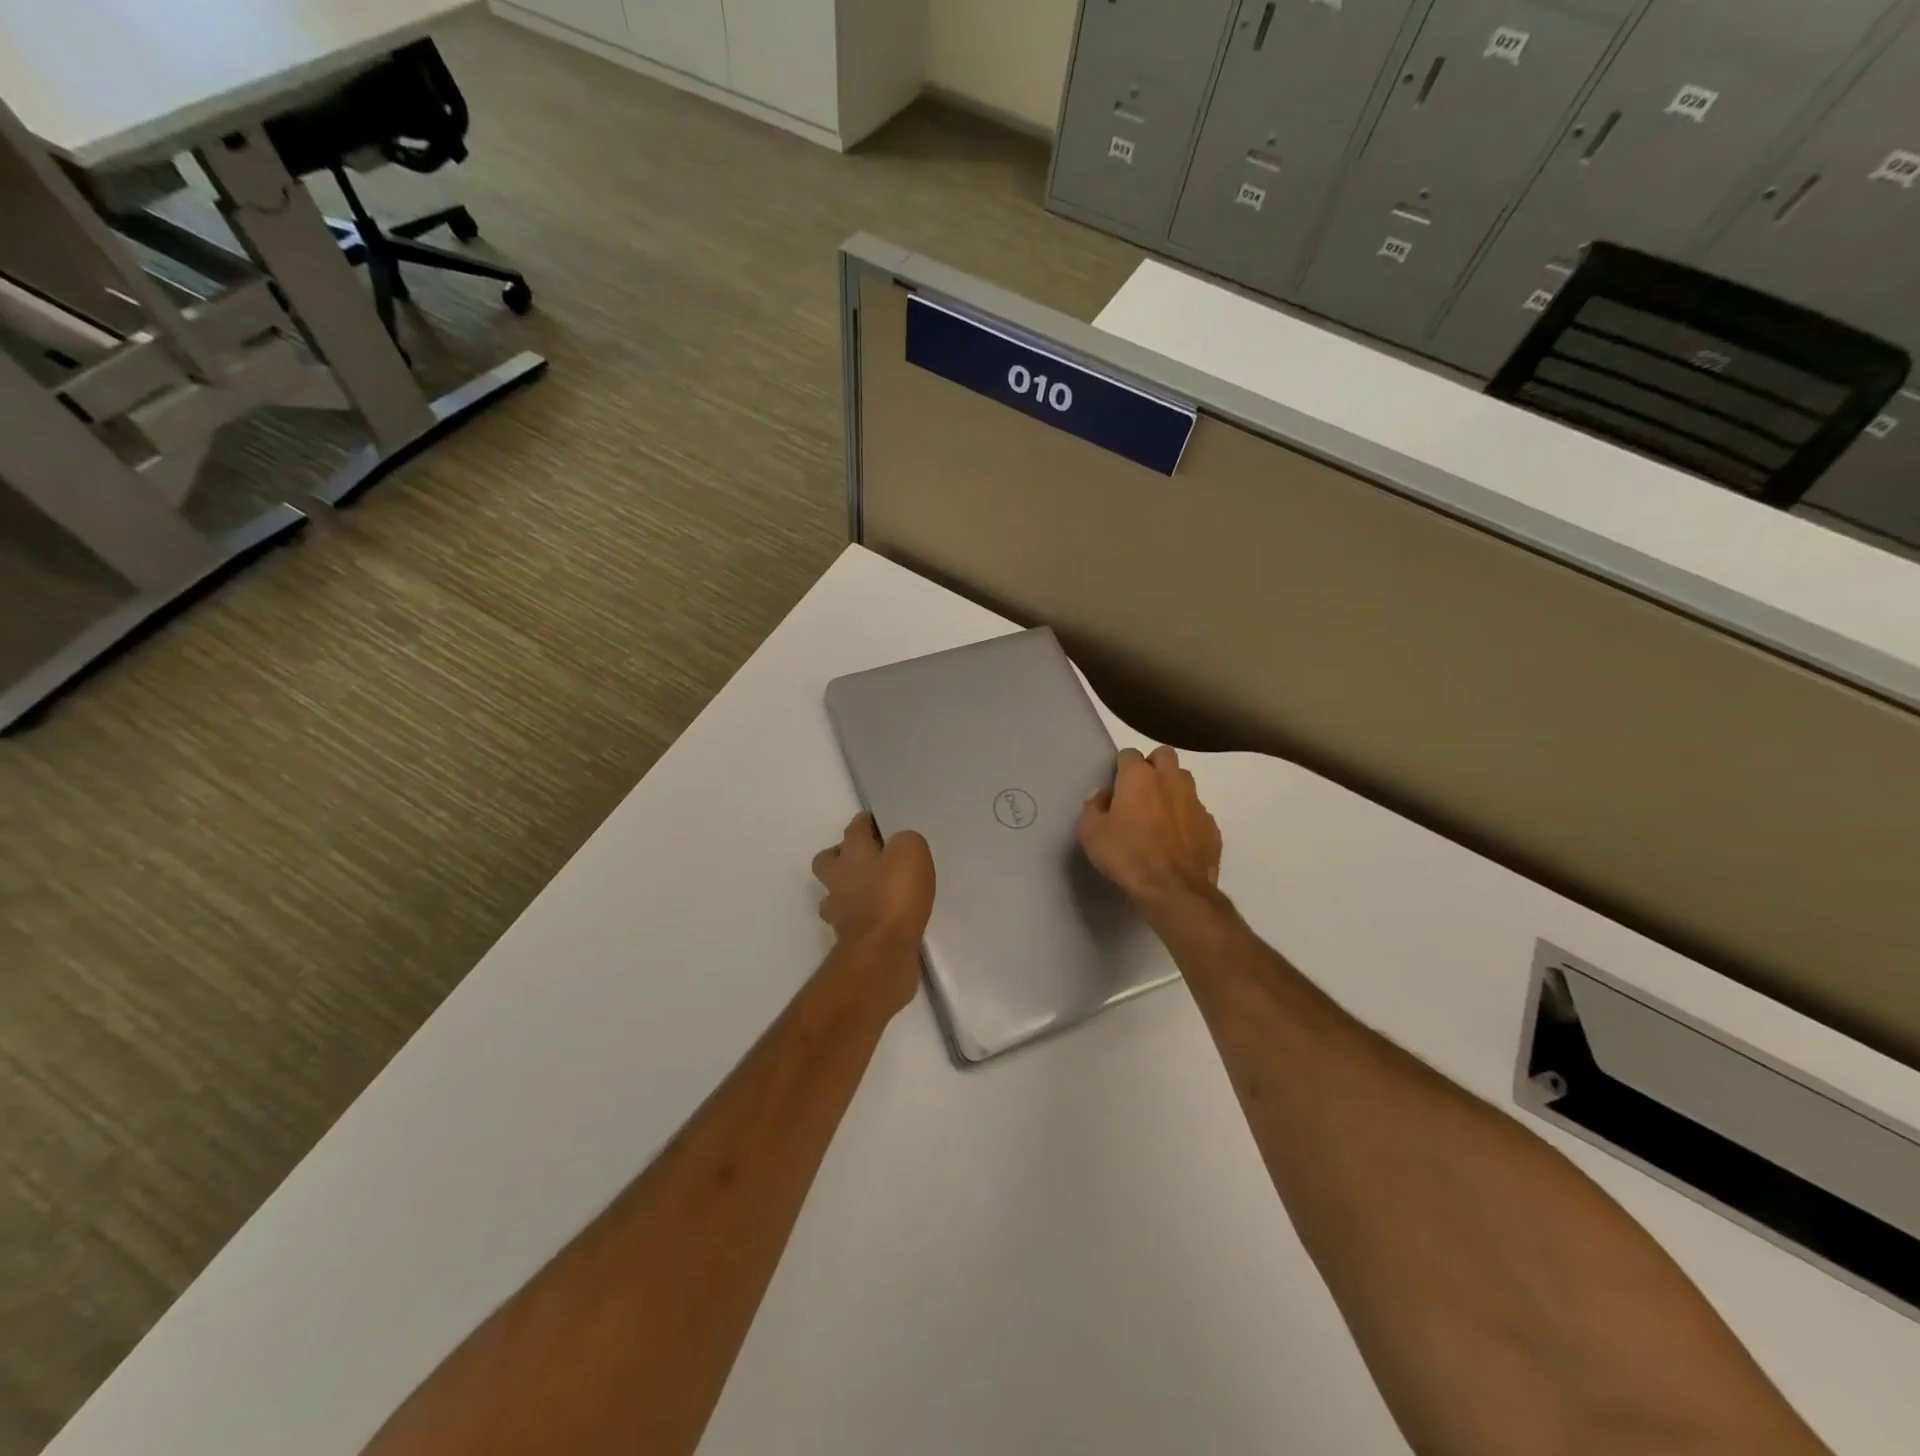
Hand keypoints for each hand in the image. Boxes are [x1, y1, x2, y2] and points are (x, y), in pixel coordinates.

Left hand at [811, 814, 935, 1006]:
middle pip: (827, 860)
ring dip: (846, 889)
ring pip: (833, 892)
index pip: (854, 828)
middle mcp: (838, 878)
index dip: (865, 823)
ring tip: (870, 891)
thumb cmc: (895, 895)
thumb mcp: (911, 852)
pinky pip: (849, 920)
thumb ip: (905, 842)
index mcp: (853, 852)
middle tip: (866, 858)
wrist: (881, 951)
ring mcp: (838, 910)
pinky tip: (877, 918)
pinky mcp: (846, 938)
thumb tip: (898, 846)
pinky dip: (859, 916)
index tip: (875, 822)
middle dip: (841, 855)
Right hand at [1077, 746, 1221, 912]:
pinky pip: (1197, 812)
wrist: (1174, 890)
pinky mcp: (1211, 826)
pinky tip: (1177, 839)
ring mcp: (1195, 802)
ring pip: (1184, 780)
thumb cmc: (1127, 856)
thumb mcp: (1090, 833)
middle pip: (1164, 755)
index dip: (1121, 767)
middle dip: (1152, 765)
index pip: (1129, 753)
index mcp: (1139, 777)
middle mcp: (1170, 780)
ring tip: (1159, 813)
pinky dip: (1186, 818)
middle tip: (1139, 790)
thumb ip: (1092, 808)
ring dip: (1172, 789)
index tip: (1114, 786)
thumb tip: (1102, 795)